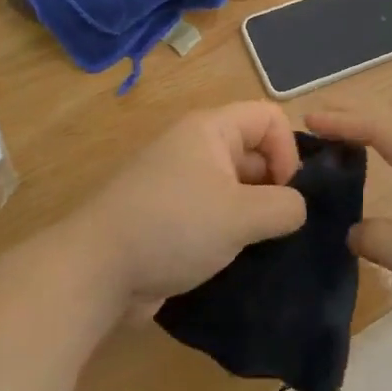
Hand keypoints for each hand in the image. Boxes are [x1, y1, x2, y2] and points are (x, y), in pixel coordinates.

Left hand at [73, 102, 306, 307]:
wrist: (95, 273)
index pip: (270, 117)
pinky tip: (240, 260)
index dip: (288, 150)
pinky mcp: (172, 218)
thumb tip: (296, 208)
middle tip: (279, 227)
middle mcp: (195, 149)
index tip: (285, 193)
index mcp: (210, 130)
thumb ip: (284, 206)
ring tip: (263, 246)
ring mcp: (181, 185)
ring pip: (238, 187)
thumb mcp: (241, 215)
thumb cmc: (173, 228)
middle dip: (275, 186)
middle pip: (255, 151)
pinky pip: (216, 214)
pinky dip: (232, 232)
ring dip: (255, 214)